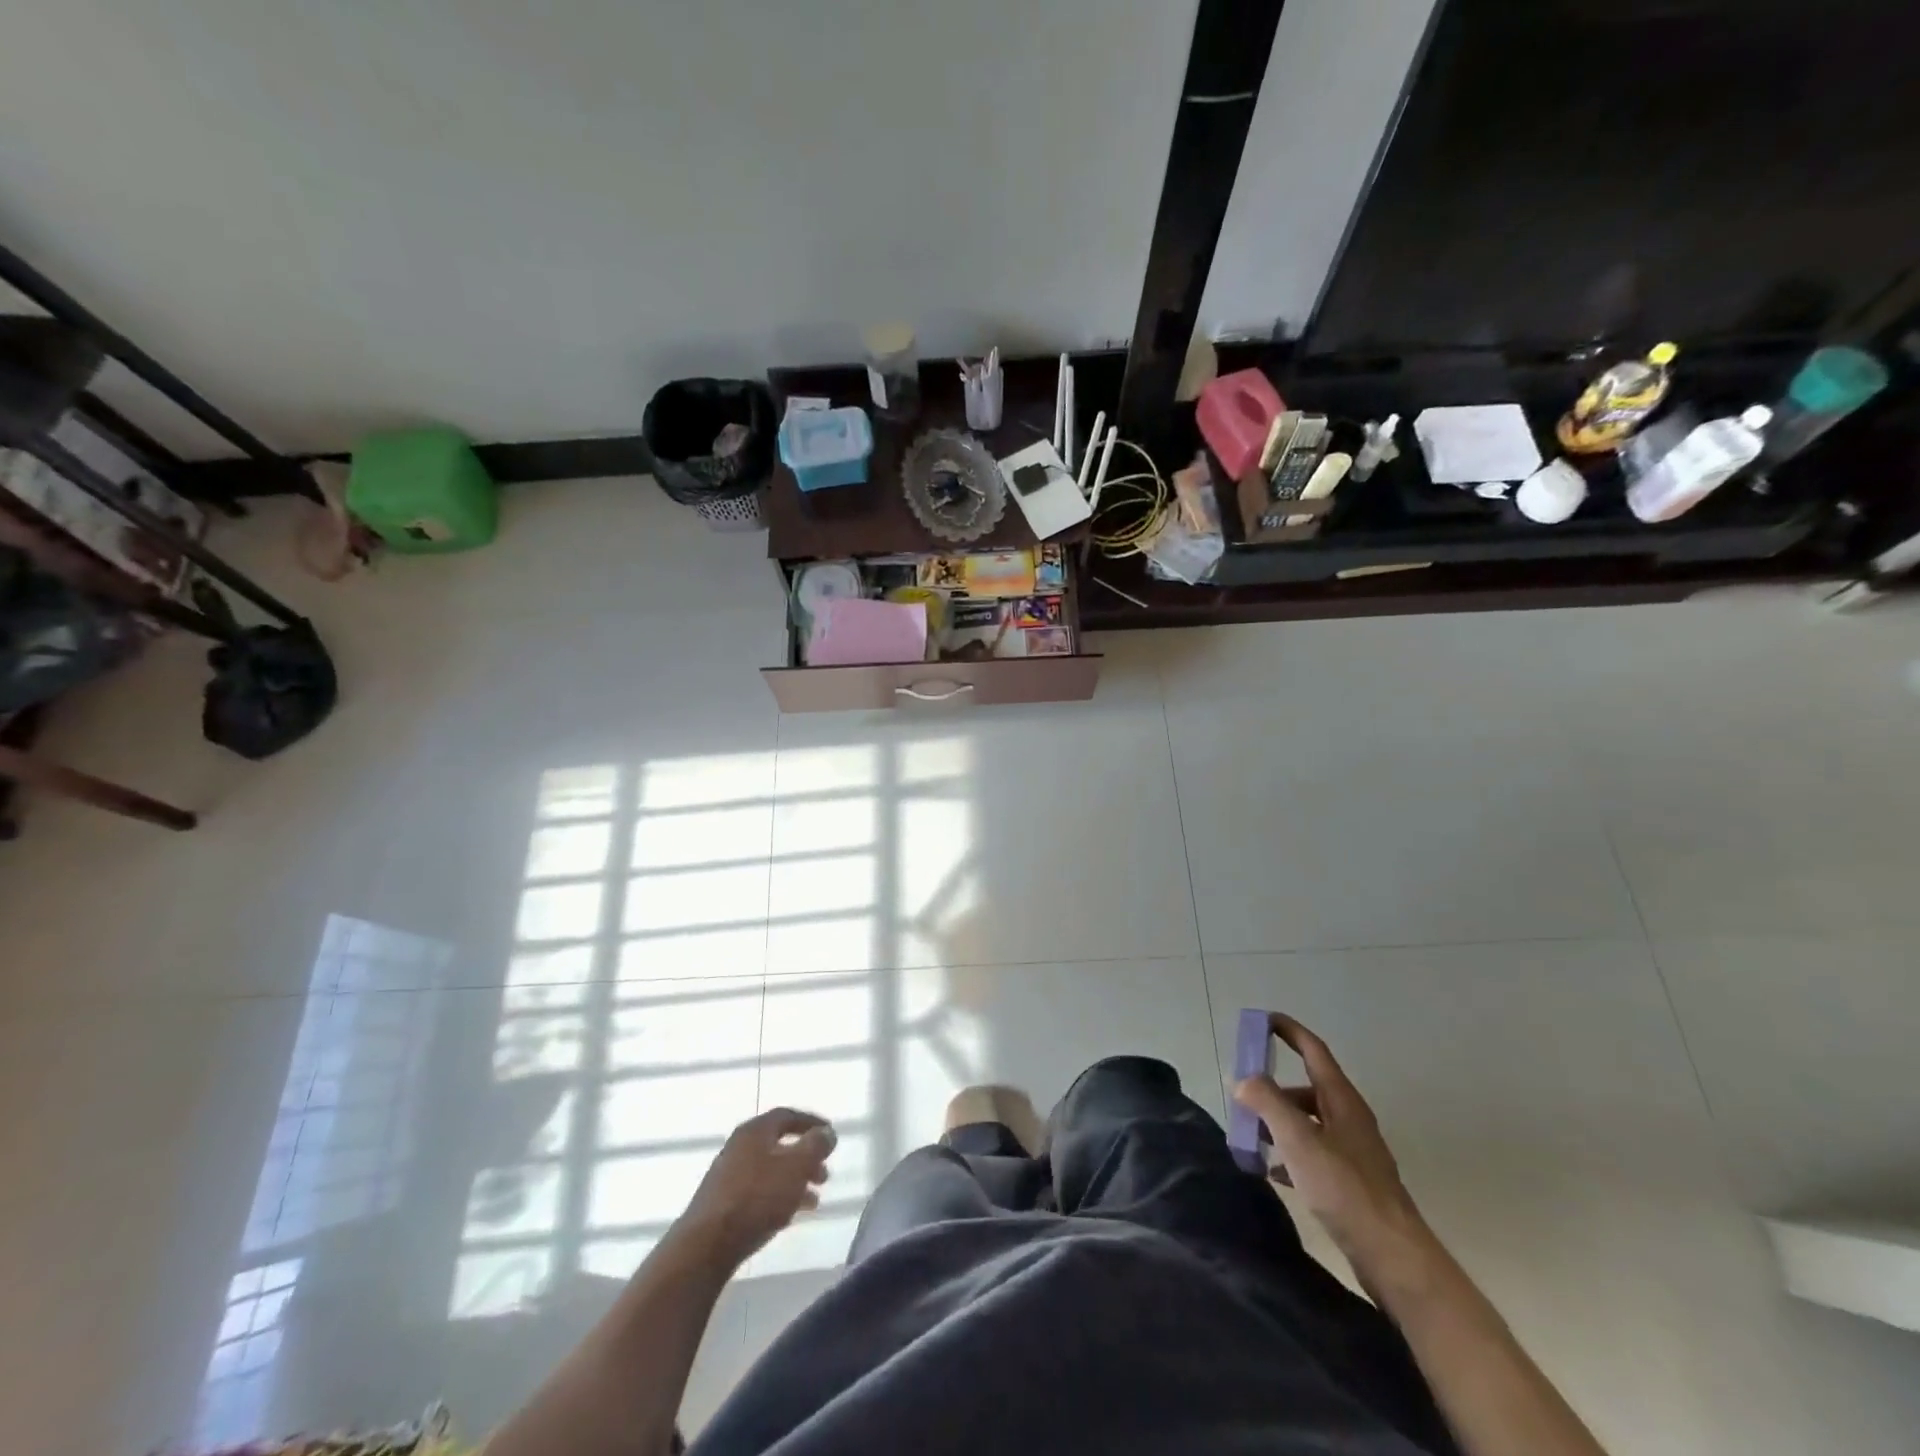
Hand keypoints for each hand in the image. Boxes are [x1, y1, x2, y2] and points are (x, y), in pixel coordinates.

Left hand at [677, 1108, 836, 1268]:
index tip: (830, 1135)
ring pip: (770, 1171)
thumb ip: (816, 1145)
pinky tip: (791, 1215)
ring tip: (814, 1199)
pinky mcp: (722, 1204)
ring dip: (795, 1180)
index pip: (787, 1116)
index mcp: (755, 1131)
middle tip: (824, 1173)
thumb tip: (827, 1133)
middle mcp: (739, 1147)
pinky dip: (779, 1197)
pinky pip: (758, 1192)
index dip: (811, 1123)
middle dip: (805, 1157)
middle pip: (779, 1144)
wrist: (706, 1245)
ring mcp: (728, 1176)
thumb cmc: (757, 1197)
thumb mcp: (796, 1166)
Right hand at [1233, 1015, 1429, 1276]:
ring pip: (1308, 1122)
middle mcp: (1350, 1119)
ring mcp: (1353, 1152)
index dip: (1288, 1030)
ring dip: (1279, 1122)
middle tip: (1242, 1096)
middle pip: (1306, 1088)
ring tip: (1252, 1136)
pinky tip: (1273, 1171)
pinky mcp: (1352, 1183)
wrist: (1394, 1257)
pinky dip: (1290, 1153)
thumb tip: (1243, 1080)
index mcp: (1342, 1100)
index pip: (1313, 1050)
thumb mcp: (1298, 1140)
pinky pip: (1313, 1153)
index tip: (1261, 1019)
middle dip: (1272, 1088)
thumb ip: (1267, 1102)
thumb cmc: (1345, 1189)